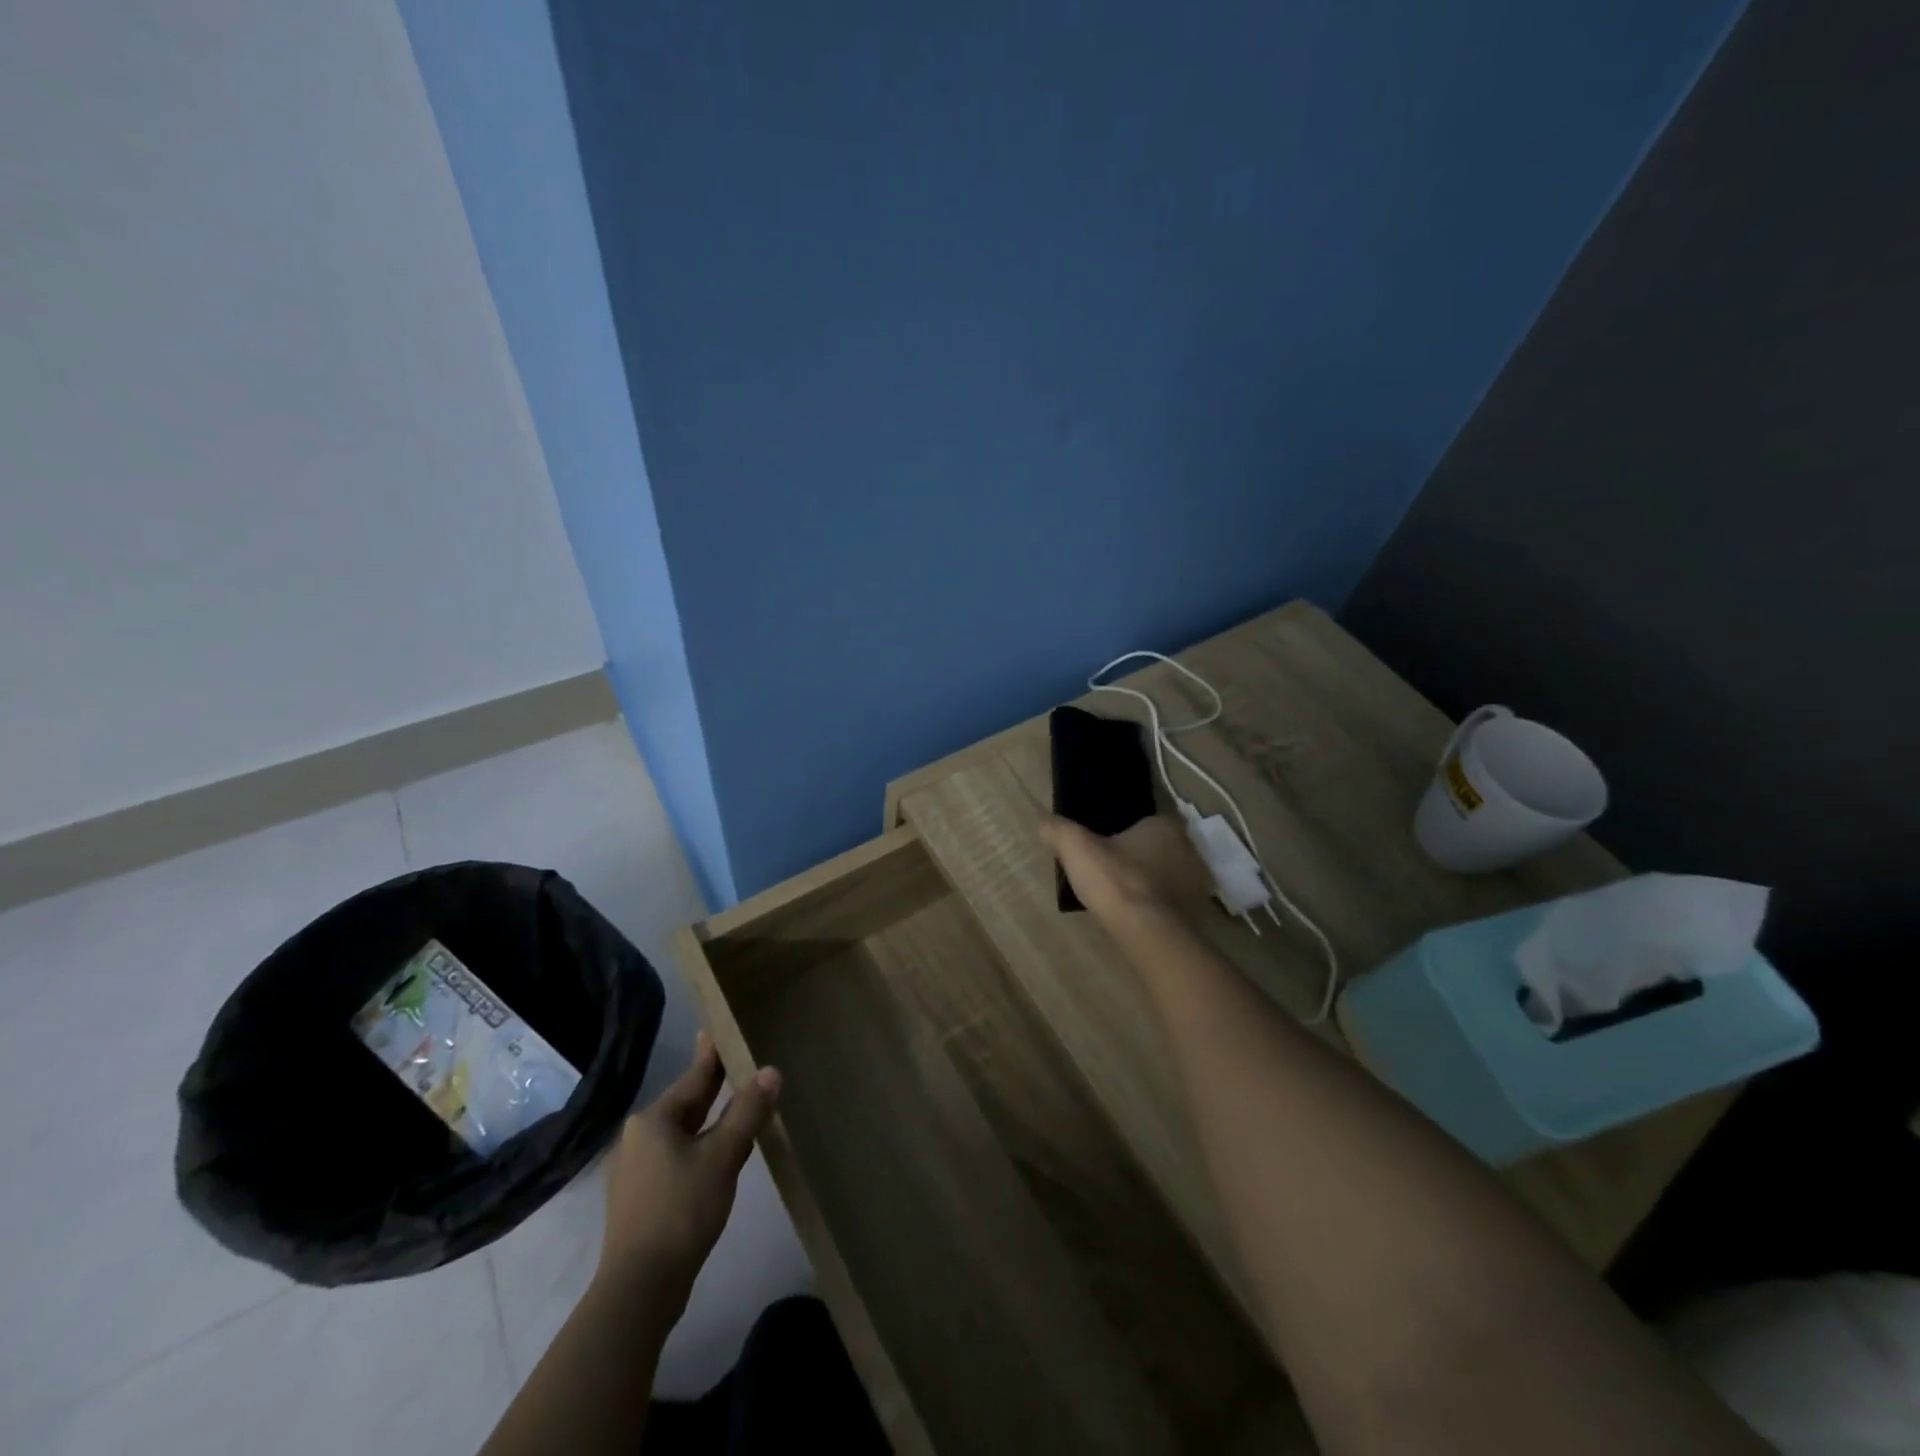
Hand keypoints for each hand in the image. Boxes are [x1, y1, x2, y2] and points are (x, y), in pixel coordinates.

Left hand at [597, 1032, 780, 1308]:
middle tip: (736, 1063)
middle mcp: (637, 1137)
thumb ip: (747, 1112)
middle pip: (685, 1104)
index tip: (719, 1029)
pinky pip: (675, 1158)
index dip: (712, 1055)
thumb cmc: (681, 1210)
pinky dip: (699, 1148)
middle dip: (712, 1088)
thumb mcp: (723, 1156)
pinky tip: (719, 1156)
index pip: (694, 1078)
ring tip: (736, 1108)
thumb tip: (771, 1071)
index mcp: (653, 1119)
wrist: (640, 1288)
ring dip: (709, 1122)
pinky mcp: (639, 1199)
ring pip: (681, 1133)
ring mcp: (634, 1170)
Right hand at [1039, 813, 1212, 925]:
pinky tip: (1136, 916)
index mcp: (1165, 826)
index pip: (1145, 822)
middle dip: (1137, 858)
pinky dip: (1156, 906)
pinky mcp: (1197, 912)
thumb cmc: (1116, 881)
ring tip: (1120, 898)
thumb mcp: (1076, 848)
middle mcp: (1189, 848)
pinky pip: (1171, 902)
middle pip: (1157, 848)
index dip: (1124, 833)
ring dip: (1149, 883)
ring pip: (1166, 875)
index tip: (1104, 847)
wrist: (1148, 932)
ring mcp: (1196, 882)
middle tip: (1110, 873)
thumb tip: (1044, 823)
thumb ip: (1058, 830)